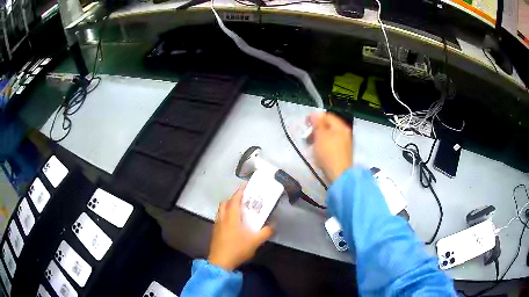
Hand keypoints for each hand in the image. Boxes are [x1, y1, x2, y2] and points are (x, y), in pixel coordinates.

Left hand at [208, 186, 273, 270]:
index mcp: (231, 218)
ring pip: (221, 211)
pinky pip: (219, 219)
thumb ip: (266, 232)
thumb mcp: (255, 241)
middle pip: (225, 203)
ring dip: (228, 207)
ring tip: (237, 210)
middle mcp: (222, 219)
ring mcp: (217, 226)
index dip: (239, 192)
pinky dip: (225, 216)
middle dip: (233, 198)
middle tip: (243, 199)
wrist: (220, 262)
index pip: (234, 200)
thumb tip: (274, 225)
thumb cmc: (237, 249)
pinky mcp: (215, 233)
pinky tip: (232, 224)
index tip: (246, 186)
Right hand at [310, 112, 352, 181]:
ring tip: (311, 145)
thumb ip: (318, 123)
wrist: (339, 175)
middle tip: (307, 137)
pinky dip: (323, 145)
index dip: (315, 117)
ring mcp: (345, 143)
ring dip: (318, 137)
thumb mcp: (321, 136)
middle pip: (329, 125)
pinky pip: (331, 144)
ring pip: (329, 135)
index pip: (327, 116)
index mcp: (341, 126)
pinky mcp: (342, 153)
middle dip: (316, 129)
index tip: (305, 124)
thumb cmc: (328, 154)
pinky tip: (318, 152)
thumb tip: (315, 113)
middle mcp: (345, 132)